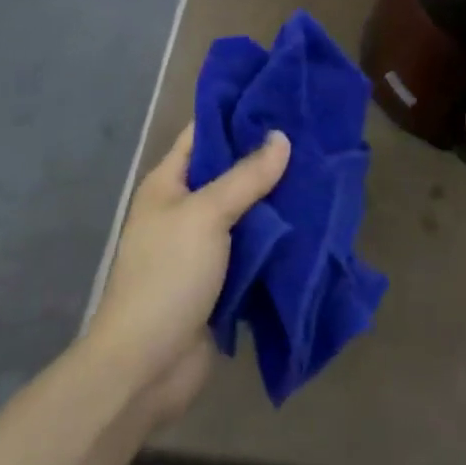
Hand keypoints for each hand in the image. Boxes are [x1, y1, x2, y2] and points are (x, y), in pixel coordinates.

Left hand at [85, 124, 289, 427]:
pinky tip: (311, 221)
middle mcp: (183, 209)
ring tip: (319, 172)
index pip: (202, 133)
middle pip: (228, 172)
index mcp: (167, 184)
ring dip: (276, 199)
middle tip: (311, 135)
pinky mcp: (220, 280)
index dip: (236, 114)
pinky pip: (253, 247)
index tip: (279, 98)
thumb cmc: (168, 276)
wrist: (146, 366)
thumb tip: (281, 137)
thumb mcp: (206, 215)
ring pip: (245, 211)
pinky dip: (277, 237)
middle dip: (266, 157)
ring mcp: (202, 246)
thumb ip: (246, 176)